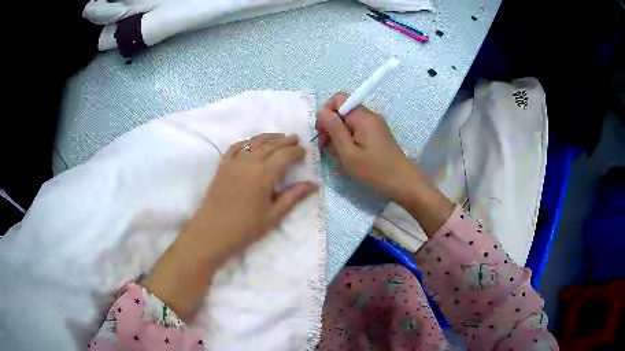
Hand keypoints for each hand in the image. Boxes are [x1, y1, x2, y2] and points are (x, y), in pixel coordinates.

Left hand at [188, 133, 317, 260]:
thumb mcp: (273, 215)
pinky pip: (236, 146)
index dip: (296, 151)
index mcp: (265, 175)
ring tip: (279, 136)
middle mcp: (250, 162)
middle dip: (285, 141)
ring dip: (268, 137)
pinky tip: (252, 142)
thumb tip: (313, 184)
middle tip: (295, 138)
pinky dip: (247, 142)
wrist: (212, 232)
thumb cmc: (245, 228)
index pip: (285, 155)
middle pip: (271, 145)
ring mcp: (234, 161)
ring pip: (254, 142)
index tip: (304, 152)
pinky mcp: (222, 165)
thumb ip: (293, 196)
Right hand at [317, 92, 453, 237]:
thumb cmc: (374, 171)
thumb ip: (334, 129)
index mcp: (363, 117)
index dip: (326, 112)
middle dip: (331, 127)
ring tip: (340, 157)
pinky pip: (357, 131)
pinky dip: (349, 141)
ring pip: (348, 123)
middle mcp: (370, 116)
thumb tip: (321, 111)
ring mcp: (374, 125)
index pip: (339, 99)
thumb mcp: (348, 153)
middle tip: (327, 148)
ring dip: (339, 137)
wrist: (403, 183)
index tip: (322, 133)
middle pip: (343, 111)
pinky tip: (349, 157)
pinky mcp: (377, 135)